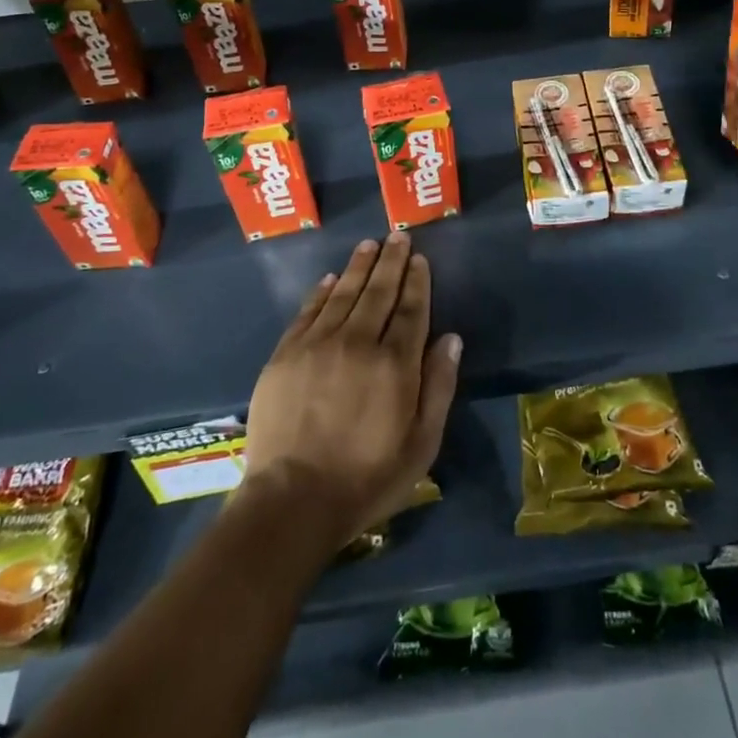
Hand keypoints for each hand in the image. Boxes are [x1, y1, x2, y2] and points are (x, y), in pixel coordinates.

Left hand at [243, 234, 461, 548]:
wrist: (291, 501)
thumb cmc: (366, 478)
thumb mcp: (421, 445)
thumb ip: (439, 387)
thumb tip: (451, 338)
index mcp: (395, 364)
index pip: (411, 310)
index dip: (417, 282)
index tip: (419, 258)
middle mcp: (358, 343)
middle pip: (379, 292)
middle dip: (391, 262)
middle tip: (398, 236)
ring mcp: (318, 345)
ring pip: (344, 294)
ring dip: (359, 267)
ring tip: (369, 245)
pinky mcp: (286, 354)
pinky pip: (308, 312)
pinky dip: (322, 292)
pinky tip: (331, 279)